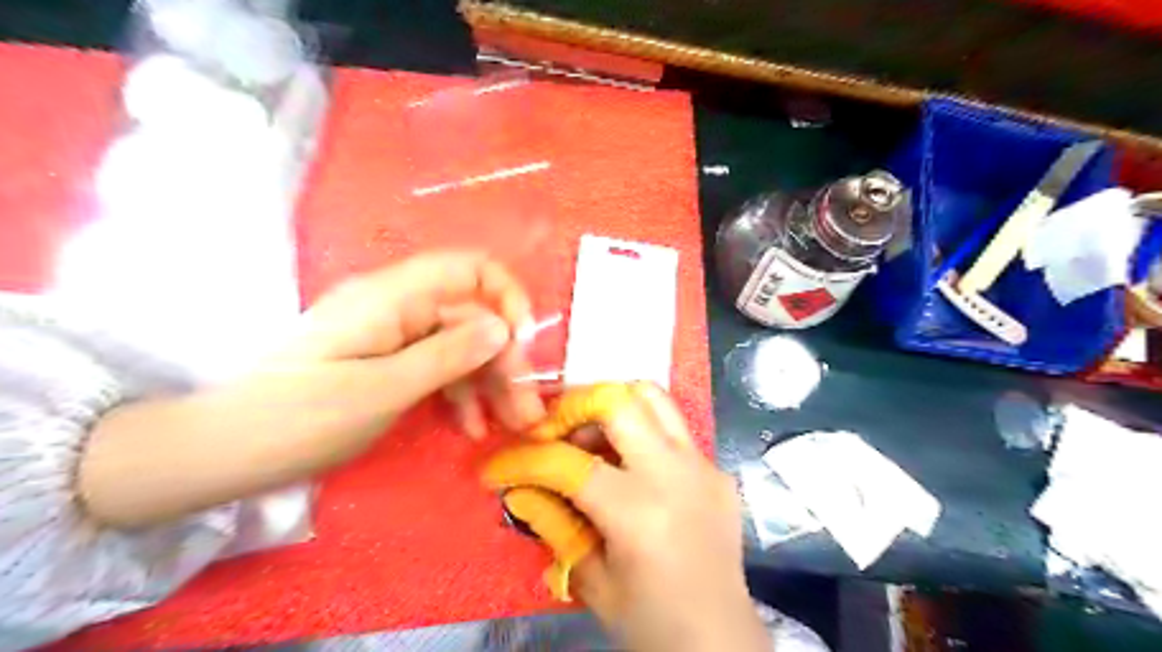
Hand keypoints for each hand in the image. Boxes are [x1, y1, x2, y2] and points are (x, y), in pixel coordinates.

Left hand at [276, 251, 547, 436]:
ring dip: (490, 382)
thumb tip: (502, 327)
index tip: (523, 345)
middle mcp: (397, 306)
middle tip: (526, 409)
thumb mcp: (384, 389)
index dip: (506, 298)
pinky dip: (459, 393)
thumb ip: (448, 354)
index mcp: (393, 297)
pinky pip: (436, 366)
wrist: (221, 450)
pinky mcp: (385, 360)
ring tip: (511, 423)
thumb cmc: (301, 417)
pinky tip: (472, 426)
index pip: (470, 269)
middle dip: (505, 359)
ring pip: (459, 345)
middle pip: (471, 317)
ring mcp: (391, 334)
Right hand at [483, 386, 768, 651]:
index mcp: (638, 511)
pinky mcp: (717, 468)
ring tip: (591, 439)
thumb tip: (518, 488)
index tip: (498, 466)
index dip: (522, 461)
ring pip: (652, 397)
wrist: (721, 641)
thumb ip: (554, 525)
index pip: (567, 462)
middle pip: (617, 401)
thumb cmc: (651, 622)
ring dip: (613, 407)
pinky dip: (642, 432)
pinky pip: (674, 429)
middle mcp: (673, 473)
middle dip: (573, 408)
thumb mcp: (592, 580)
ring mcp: (702, 464)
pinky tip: (631, 467)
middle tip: (553, 433)